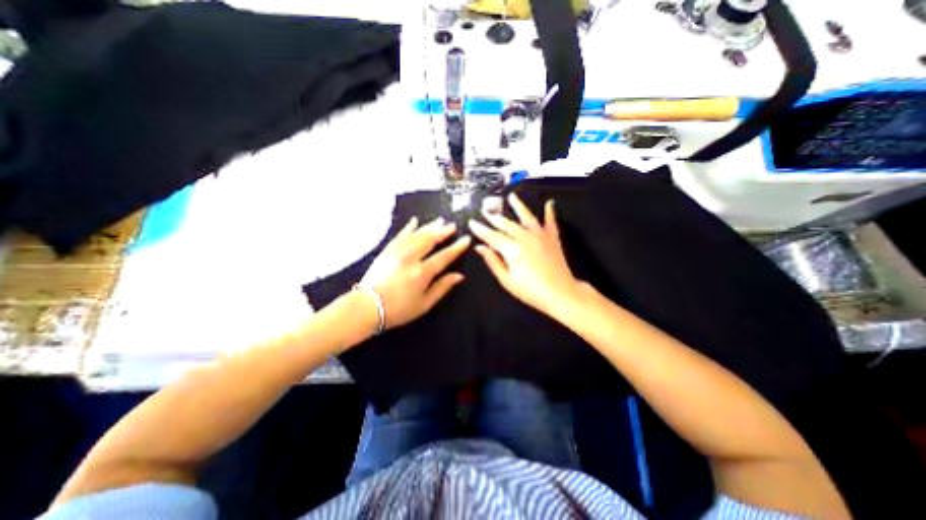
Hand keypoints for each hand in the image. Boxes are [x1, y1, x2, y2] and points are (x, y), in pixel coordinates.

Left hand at [356, 216, 466, 328]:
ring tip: (440, 220)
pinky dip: (409, 227)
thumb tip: (459, 276)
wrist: (367, 307)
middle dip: (443, 231)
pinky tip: (415, 221)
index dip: (456, 247)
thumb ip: (442, 287)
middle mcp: (410, 258)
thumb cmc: (398, 309)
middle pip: (430, 240)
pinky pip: (400, 235)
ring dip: (429, 226)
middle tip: (452, 225)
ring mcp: (397, 252)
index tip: (466, 239)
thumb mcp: (424, 304)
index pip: (444, 256)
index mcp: (421, 273)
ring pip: (416, 234)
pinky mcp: (387, 250)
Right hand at [471, 194, 576, 318]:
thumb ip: (493, 262)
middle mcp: (525, 237)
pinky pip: (551, 221)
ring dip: (518, 206)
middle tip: (484, 211)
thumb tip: (480, 248)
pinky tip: (550, 203)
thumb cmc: (532, 291)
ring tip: (512, 196)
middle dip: (493, 217)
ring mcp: (540, 235)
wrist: (561, 294)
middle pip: (506, 224)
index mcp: (512, 249)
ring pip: (526, 216)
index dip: (480, 229)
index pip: (491, 236)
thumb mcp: (507, 280)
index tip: (472, 223)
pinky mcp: (552, 238)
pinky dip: (550, 211)